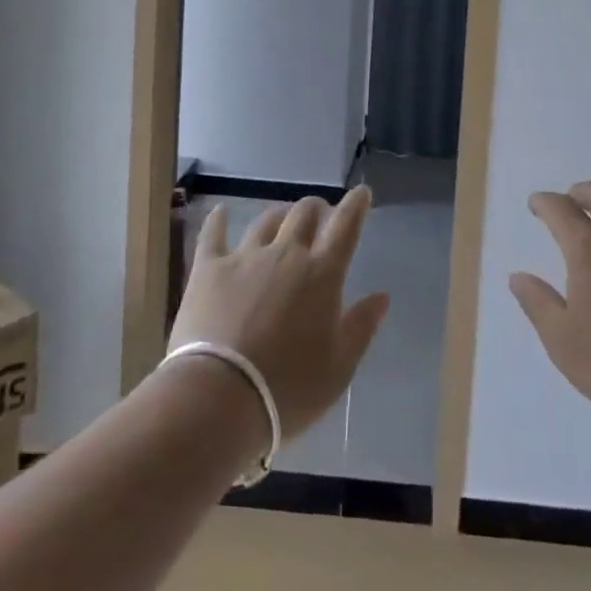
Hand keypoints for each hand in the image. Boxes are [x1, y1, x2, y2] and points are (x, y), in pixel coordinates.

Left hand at [169, 186, 390, 437]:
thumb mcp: (339, 368)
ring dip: (279, 215)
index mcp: (322, 274)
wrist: (218, 398)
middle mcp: (286, 254)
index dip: (356, 206)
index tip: (361, 193)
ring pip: (266, 221)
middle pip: (304, 214)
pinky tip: (219, 212)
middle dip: (317, 208)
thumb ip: (361, 327)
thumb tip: (382, 296)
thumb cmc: (288, 389)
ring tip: (282, 218)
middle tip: (321, 214)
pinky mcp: (208, 269)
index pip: (345, 227)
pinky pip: (213, 235)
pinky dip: (218, 221)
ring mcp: (245, 257)